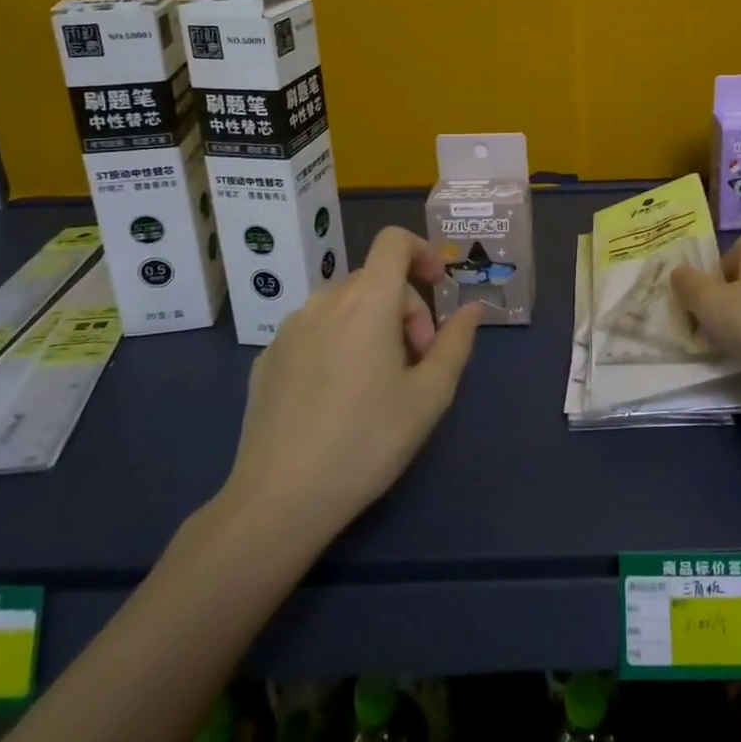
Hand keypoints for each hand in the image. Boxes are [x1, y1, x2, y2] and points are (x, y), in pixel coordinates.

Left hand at [217, 227, 482, 545]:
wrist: (279, 500)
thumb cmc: (367, 441)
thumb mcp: (429, 395)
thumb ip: (457, 342)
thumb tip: (473, 309)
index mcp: (367, 300)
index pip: (393, 241)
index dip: (421, 251)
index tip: (438, 286)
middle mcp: (324, 301)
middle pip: (375, 280)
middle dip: (405, 309)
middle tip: (418, 362)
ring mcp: (289, 328)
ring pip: (343, 306)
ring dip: (371, 325)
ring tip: (379, 382)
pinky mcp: (267, 358)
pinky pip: (314, 331)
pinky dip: (337, 344)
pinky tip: (337, 397)